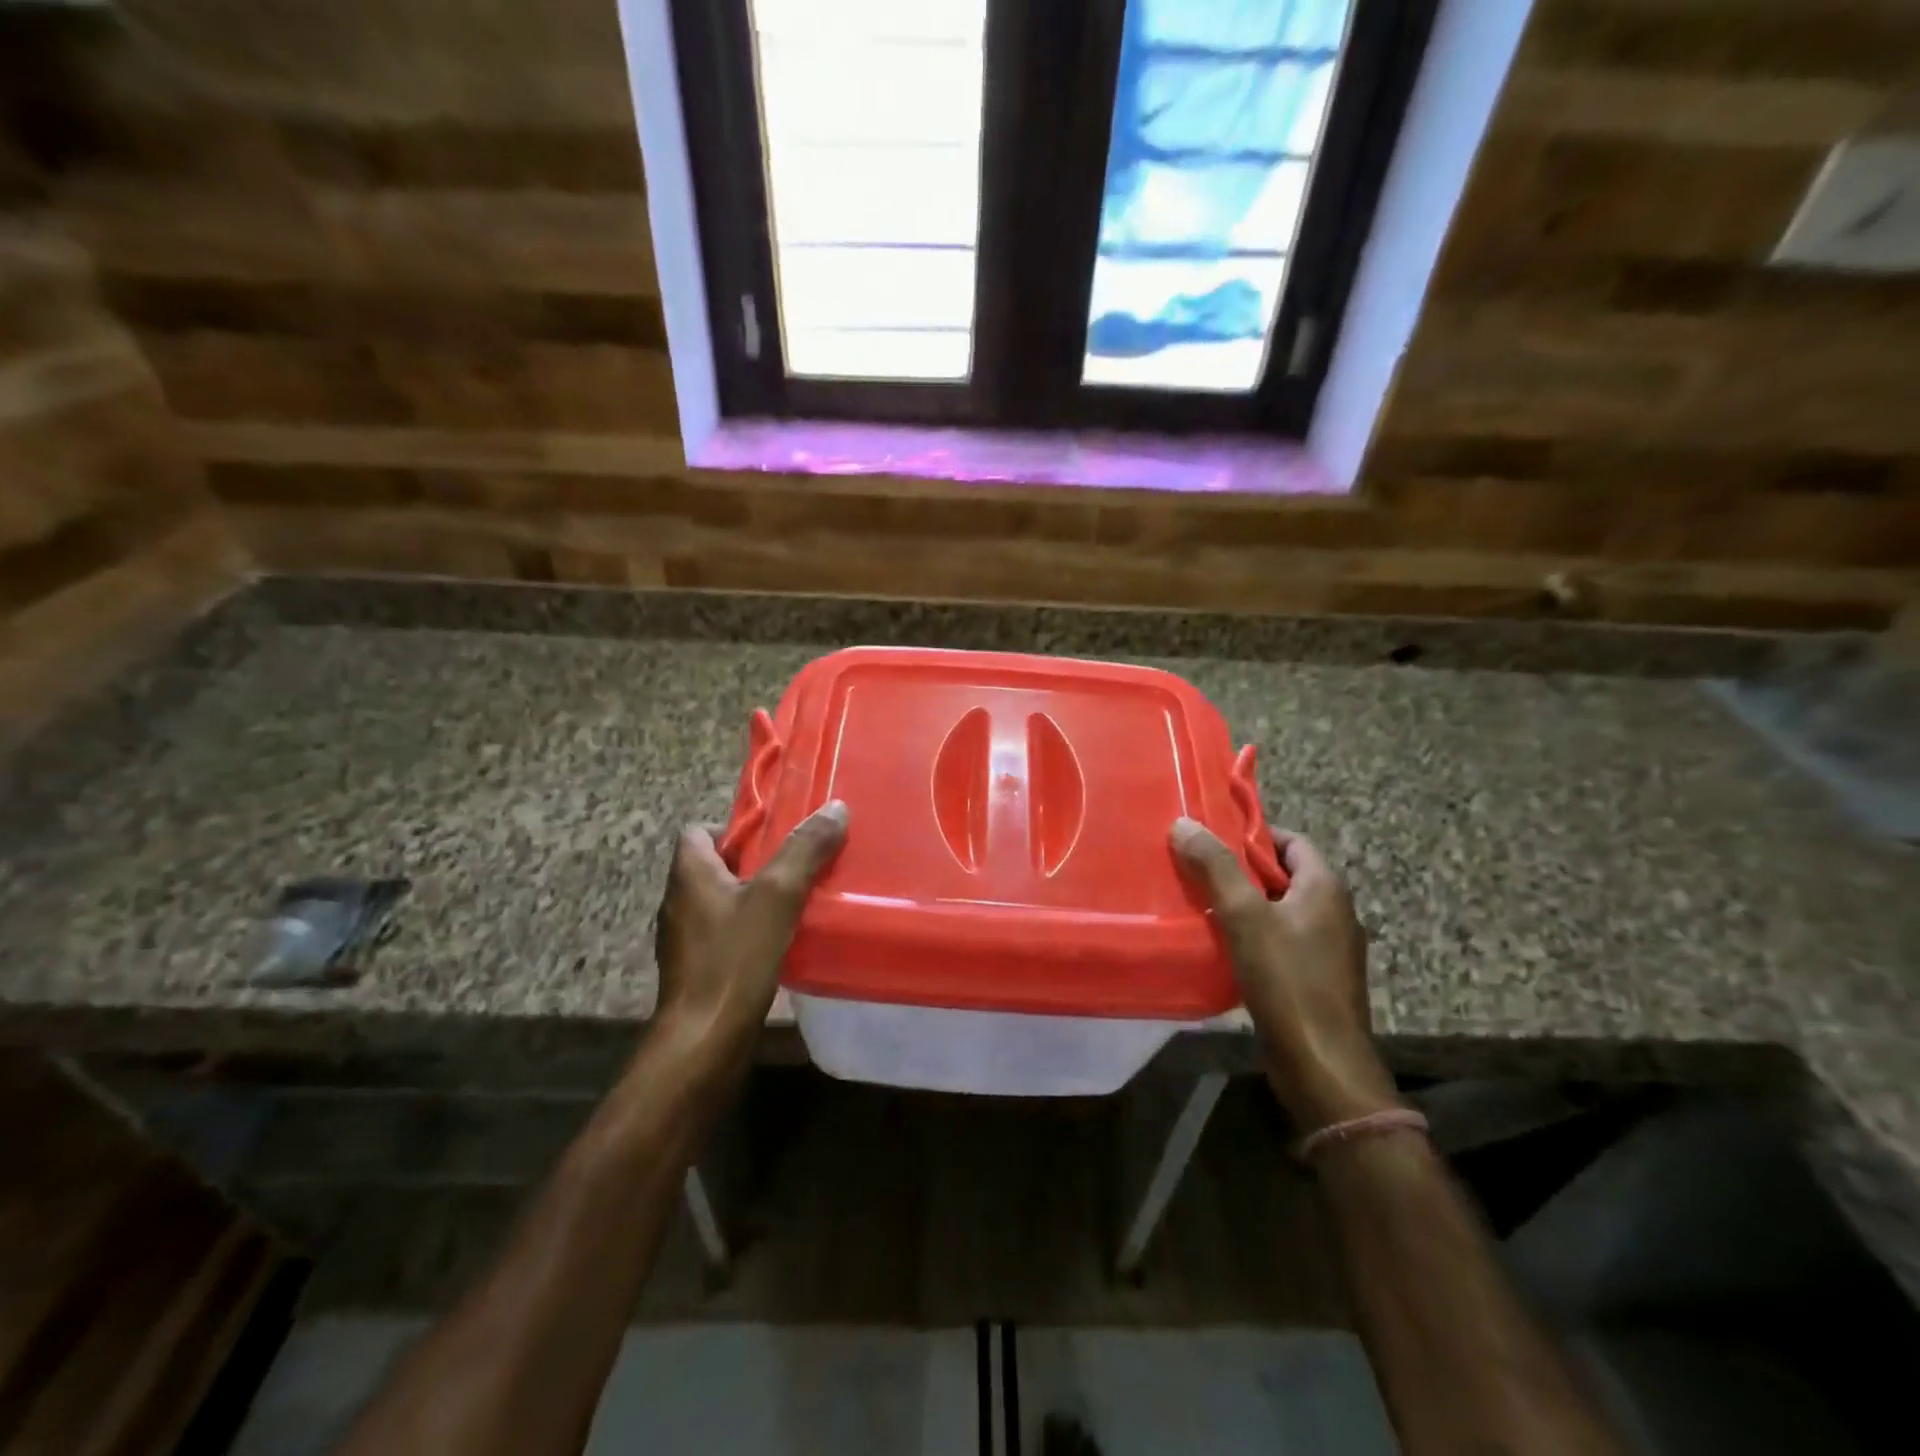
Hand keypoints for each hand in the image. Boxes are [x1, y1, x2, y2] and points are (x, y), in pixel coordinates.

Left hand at [652, 802, 848, 1069]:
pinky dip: (749, 930)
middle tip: (797, 867)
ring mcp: (684, 939)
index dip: (735, 828)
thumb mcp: (777, 896)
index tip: (774, 838)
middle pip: (715, 865)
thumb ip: (804, 850)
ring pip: (722, 901)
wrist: (704, 1040)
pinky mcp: (696, 969)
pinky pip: (724, 934)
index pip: (699, 830)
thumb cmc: (734, 959)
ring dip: (754, 898)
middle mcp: (678, 901)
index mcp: (688, 874)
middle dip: (755, 862)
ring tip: (796, 902)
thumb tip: (835, 807)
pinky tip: (781, 942)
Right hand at [1171, 817, 1397, 1131]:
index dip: (1253, 835)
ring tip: (1200, 905)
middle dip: (1240, 871)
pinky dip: (1253, 937)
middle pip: (1283, 876)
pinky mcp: (1317, 979)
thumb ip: (1216, 868)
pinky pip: (1281, 942)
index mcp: (1325, 888)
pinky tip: (1221, 947)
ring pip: (1279, 911)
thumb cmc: (1287, 980)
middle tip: (1196, 870)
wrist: (1323, 1065)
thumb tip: (1184, 823)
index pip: (1291, 841)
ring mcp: (1329, 949)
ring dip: (1244, 906)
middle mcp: (1334, 912)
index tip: (1211, 839)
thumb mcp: (1245, 916)